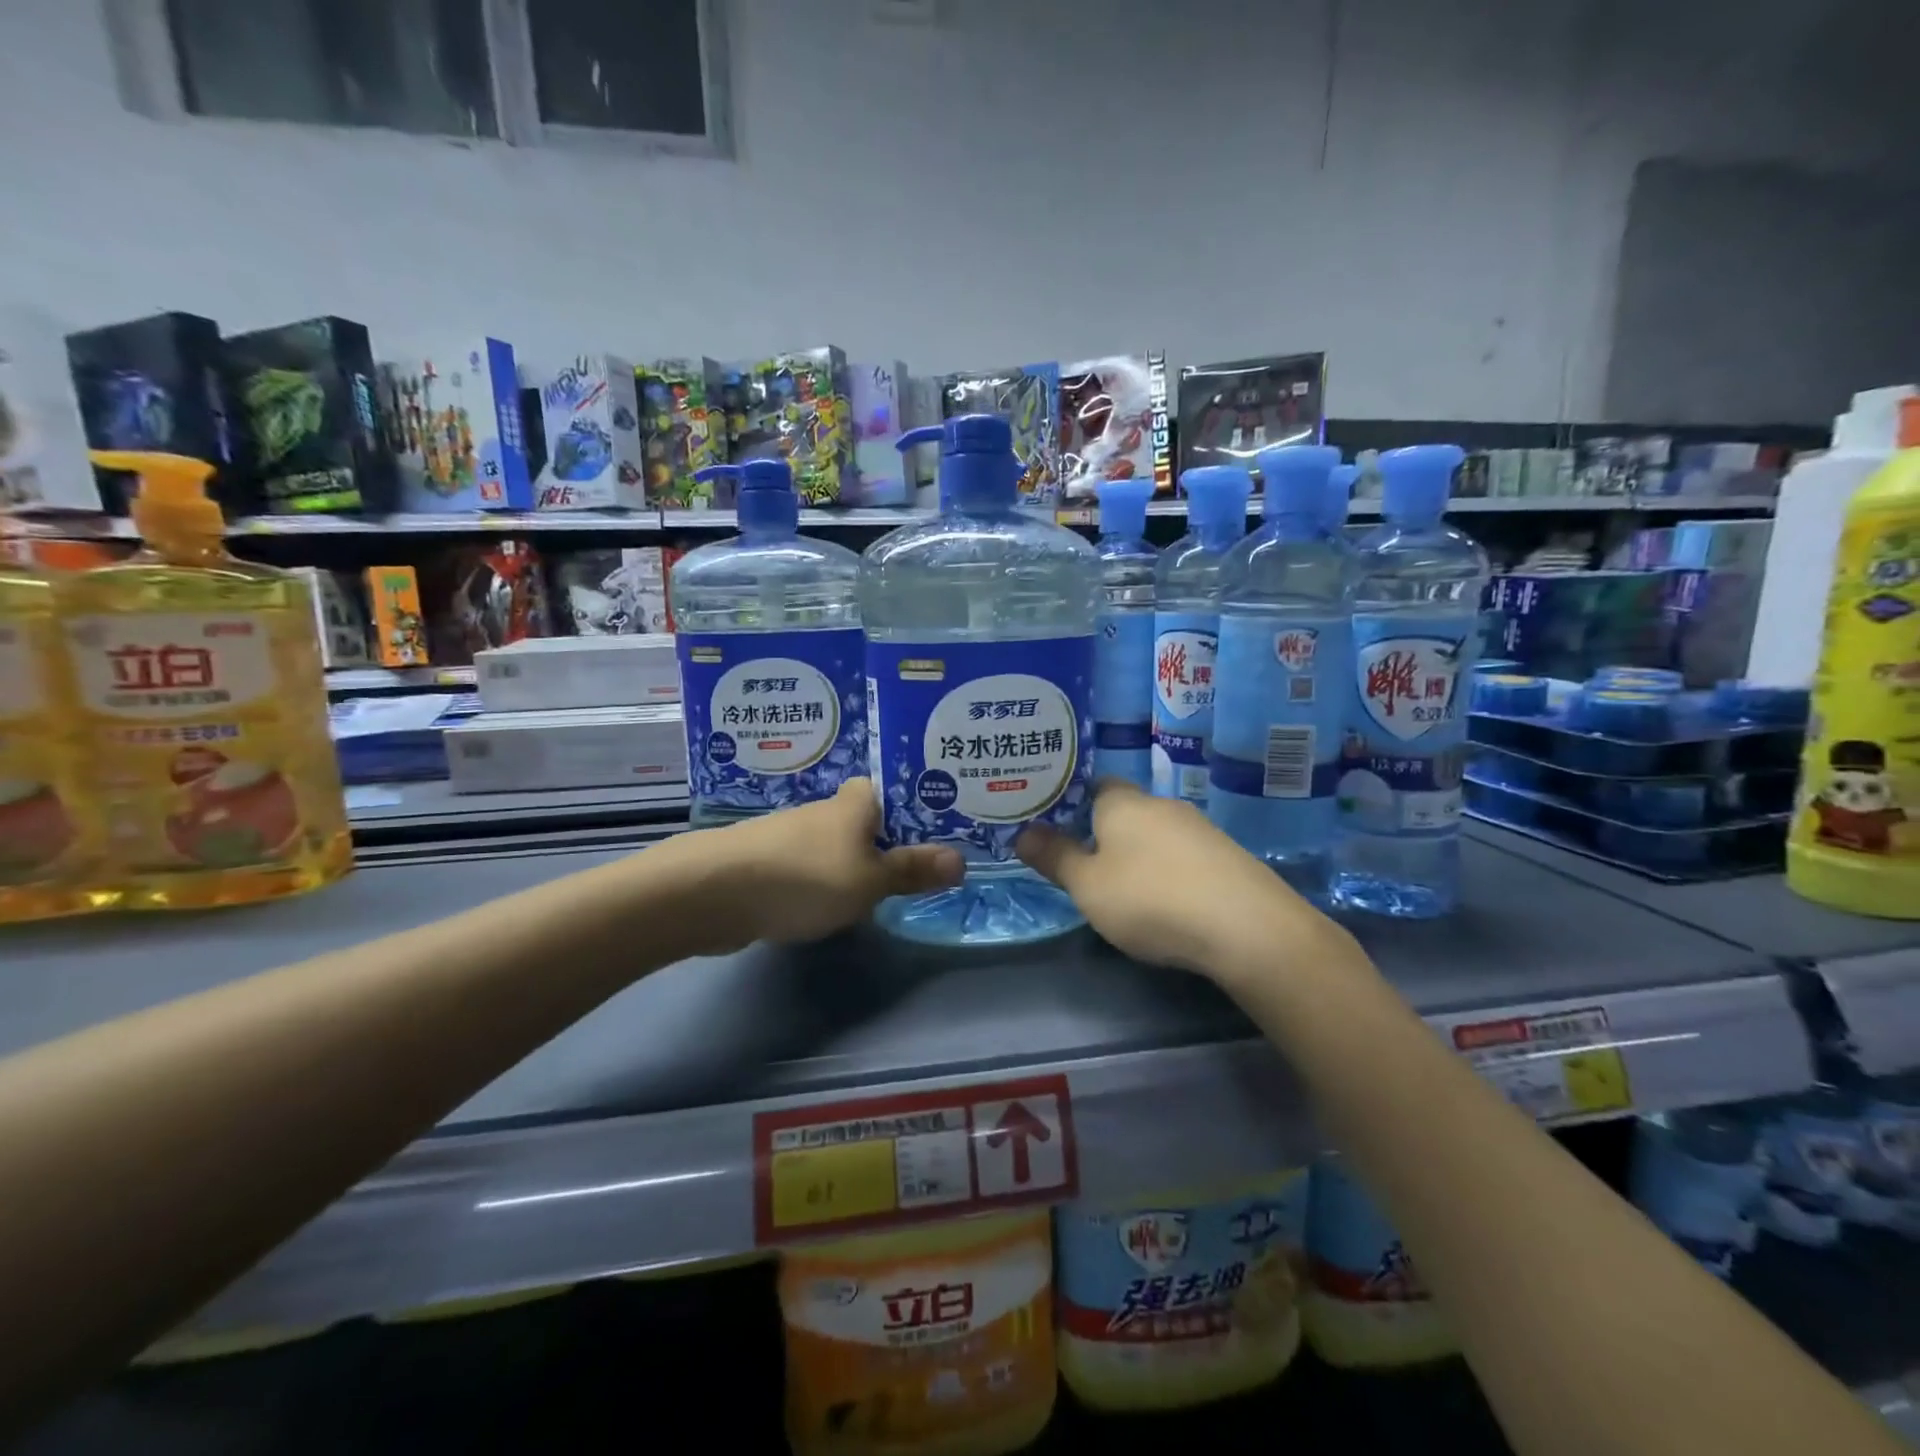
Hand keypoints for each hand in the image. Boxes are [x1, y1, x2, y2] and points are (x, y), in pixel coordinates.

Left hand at [692, 780, 963, 950]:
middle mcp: (825, 810)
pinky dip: (828, 881)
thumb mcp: (870, 880)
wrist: (713, 892)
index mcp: (856, 802)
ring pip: (840, 845)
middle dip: (892, 839)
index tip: (944, 826)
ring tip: (890, 889)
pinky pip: (813, 867)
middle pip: (869, 819)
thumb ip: (912, 871)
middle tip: (927, 865)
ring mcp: (794, 836)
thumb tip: (961, 860)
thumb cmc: (806, 876)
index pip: (894, 789)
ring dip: (859, 863)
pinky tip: (836, 904)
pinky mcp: (770, 862)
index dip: (917, 805)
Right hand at [1016, 780, 1340, 981]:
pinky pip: (1183, 855)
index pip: (1090, 785)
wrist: (1247, 927)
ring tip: (1122, 887)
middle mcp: (1161, 804)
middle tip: (1081, 862)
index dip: (1070, 803)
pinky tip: (1167, 900)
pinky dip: (1168, 870)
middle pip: (1123, 809)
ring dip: (1138, 853)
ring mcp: (1199, 828)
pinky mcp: (1226, 856)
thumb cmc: (1150, 899)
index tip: (1053, 826)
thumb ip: (1055, 857)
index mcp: (1122, 802)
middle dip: (1102, 832)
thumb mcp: (1087, 885)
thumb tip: (1022, 832)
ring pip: (1155, 833)